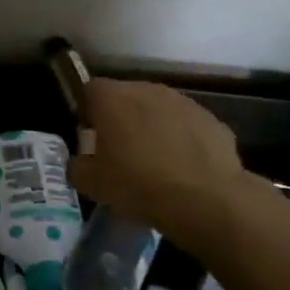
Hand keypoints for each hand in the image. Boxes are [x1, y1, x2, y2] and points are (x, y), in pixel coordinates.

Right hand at [69, 80, 249, 244]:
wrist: (205, 199)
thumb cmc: (138, 185)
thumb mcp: (92, 184)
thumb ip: (77, 167)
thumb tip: (79, 163)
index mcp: (112, 98)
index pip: (89, 90)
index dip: (87, 113)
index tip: (90, 138)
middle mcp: (147, 89)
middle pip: (126, 96)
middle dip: (121, 118)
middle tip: (120, 152)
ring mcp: (183, 102)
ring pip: (159, 109)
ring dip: (153, 127)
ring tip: (154, 162)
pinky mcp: (211, 119)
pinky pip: (187, 126)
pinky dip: (182, 140)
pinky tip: (184, 169)